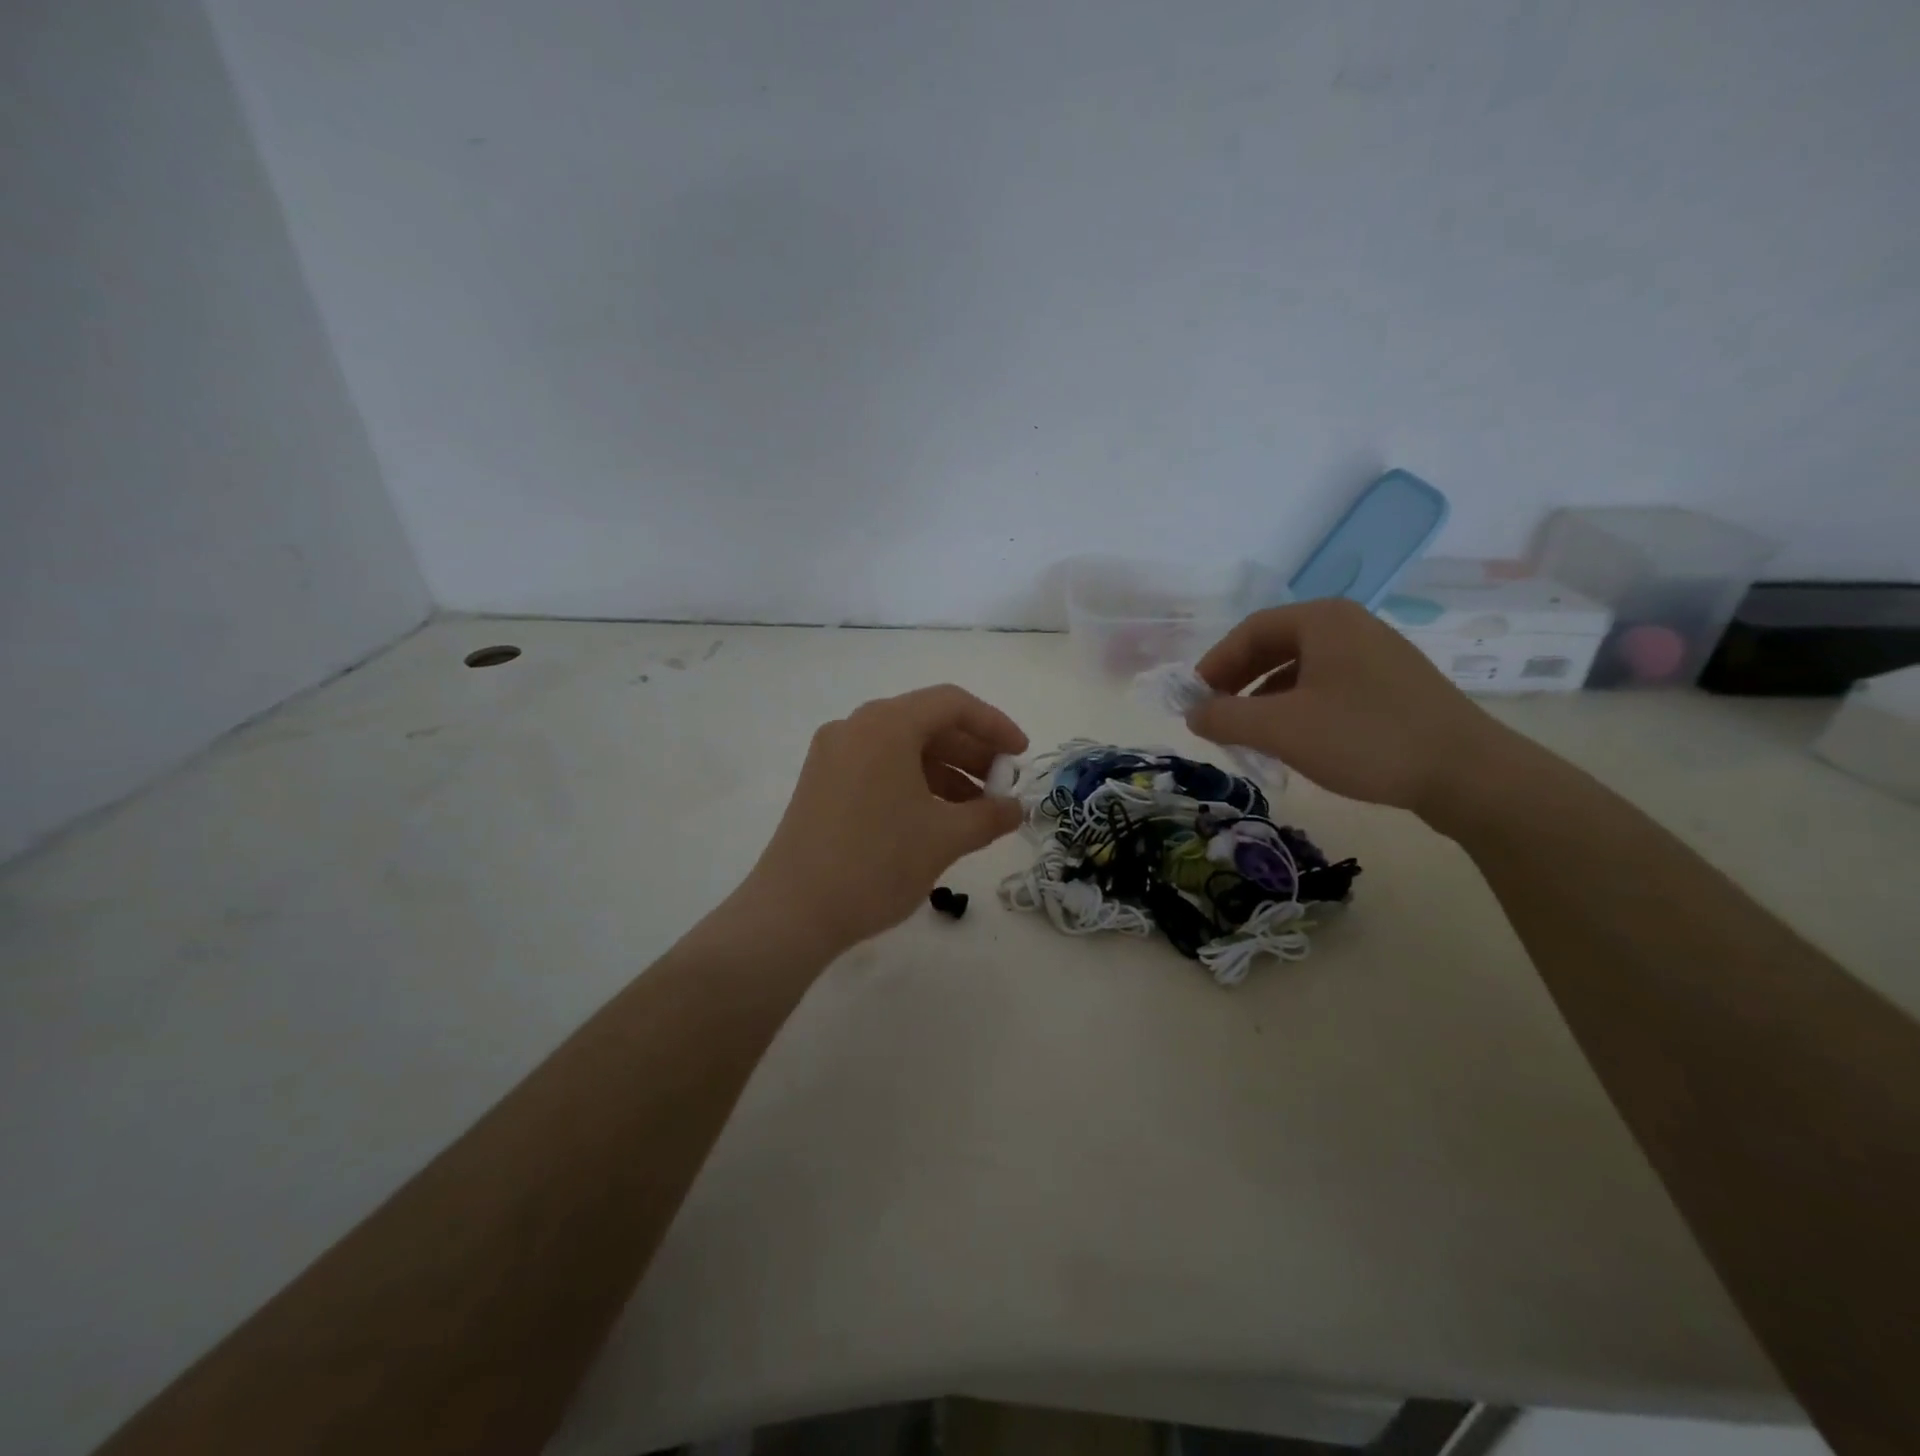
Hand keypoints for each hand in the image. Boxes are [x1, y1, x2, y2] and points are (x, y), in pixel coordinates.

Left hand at [747, 684, 1029, 952]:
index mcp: (885, 725)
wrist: (792, 912)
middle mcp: (855, 728)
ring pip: (902, 748)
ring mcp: (833, 755)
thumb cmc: (875, 863)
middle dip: (971, 752)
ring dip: (946, 772)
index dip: (994, 725)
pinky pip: (879, 767)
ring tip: (977, 810)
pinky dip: (914, 783)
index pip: (952, 704)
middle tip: (1002, 786)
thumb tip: (1015, 808)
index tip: (1021, 756)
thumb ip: (989, 816)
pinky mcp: (821, 783)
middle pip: (926, 723)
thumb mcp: (944, 838)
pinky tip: (937, 817)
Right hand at [1186, 599, 1511, 816]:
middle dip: (1239, 680)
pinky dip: (1299, 706)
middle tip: (1217, 714)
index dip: (1215, 663)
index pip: (1250, 630)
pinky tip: (1295, 739)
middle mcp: (1350, 626)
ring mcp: (1377, 655)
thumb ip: (1225, 717)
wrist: (1468, 774)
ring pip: (1301, 669)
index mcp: (1323, 620)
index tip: (1194, 699)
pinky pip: (1329, 686)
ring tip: (1251, 733)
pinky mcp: (1393, 686)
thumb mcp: (1281, 729)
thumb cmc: (1364, 738)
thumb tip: (1193, 714)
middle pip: (1275, 645)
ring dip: (1266, 697)